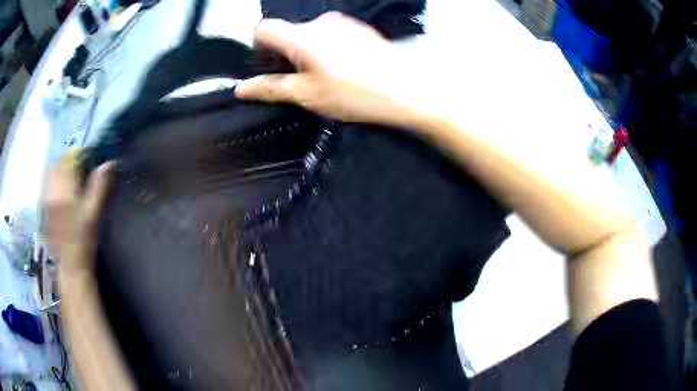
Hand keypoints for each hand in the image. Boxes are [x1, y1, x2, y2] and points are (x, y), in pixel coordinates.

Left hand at [43, 151, 112, 273]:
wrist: (70, 265)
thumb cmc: (83, 240)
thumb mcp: (93, 214)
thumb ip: (99, 188)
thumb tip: (108, 164)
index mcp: (64, 190)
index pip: (69, 159)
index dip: (79, 154)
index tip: (88, 159)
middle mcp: (52, 190)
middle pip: (57, 163)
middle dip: (68, 160)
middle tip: (78, 166)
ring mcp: (46, 199)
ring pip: (50, 172)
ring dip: (60, 169)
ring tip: (69, 176)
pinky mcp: (44, 207)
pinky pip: (46, 184)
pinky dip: (53, 180)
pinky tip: (60, 189)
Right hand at [235, 13, 428, 127]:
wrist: (406, 89)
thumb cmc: (360, 93)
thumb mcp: (308, 95)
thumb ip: (271, 88)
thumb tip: (244, 89)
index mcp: (302, 37)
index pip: (264, 29)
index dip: (258, 46)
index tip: (265, 63)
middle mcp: (320, 23)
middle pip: (288, 33)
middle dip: (287, 55)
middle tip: (301, 80)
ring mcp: (341, 24)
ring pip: (309, 35)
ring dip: (308, 54)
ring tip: (327, 78)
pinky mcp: (356, 29)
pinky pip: (330, 35)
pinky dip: (327, 50)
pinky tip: (342, 70)